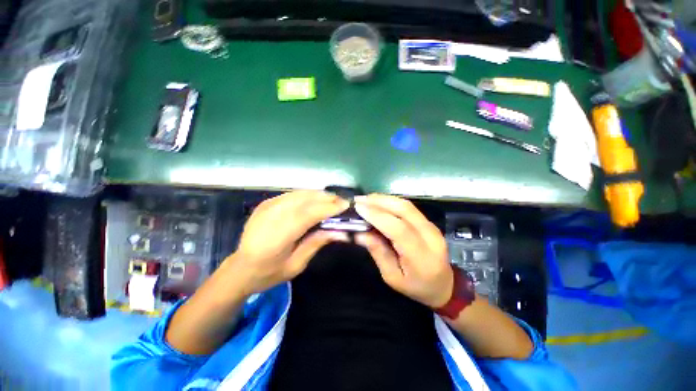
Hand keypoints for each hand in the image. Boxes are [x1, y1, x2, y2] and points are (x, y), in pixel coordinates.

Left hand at [224, 190, 349, 294]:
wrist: (240, 268)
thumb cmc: (269, 272)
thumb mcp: (296, 265)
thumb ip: (317, 243)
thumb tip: (340, 232)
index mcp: (278, 235)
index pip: (309, 213)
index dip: (329, 207)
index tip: (346, 205)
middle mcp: (272, 215)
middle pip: (305, 199)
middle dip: (327, 198)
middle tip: (342, 201)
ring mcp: (267, 206)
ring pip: (299, 193)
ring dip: (318, 195)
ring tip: (332, 200)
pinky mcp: (266, 203)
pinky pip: (292, 194)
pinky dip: (307, 195)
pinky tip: (316, 200)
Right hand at [354, 194, 453, 308]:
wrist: (443, 285)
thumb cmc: (416, 286)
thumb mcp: (392, 277)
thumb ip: (378, 253)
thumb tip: (360, 233)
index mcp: (421, 256)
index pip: (399, 229)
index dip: (378, 216)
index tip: (358, 208)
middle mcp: (430, 236)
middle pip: (404, 210)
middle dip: (379, 202)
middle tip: (359, 200)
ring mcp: (431, 226)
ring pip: (406, 205)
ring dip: (384, 199)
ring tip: (366, 199)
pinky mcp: (429, 222)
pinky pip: (408, 207)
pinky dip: (391, 202)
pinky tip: (378, 203)